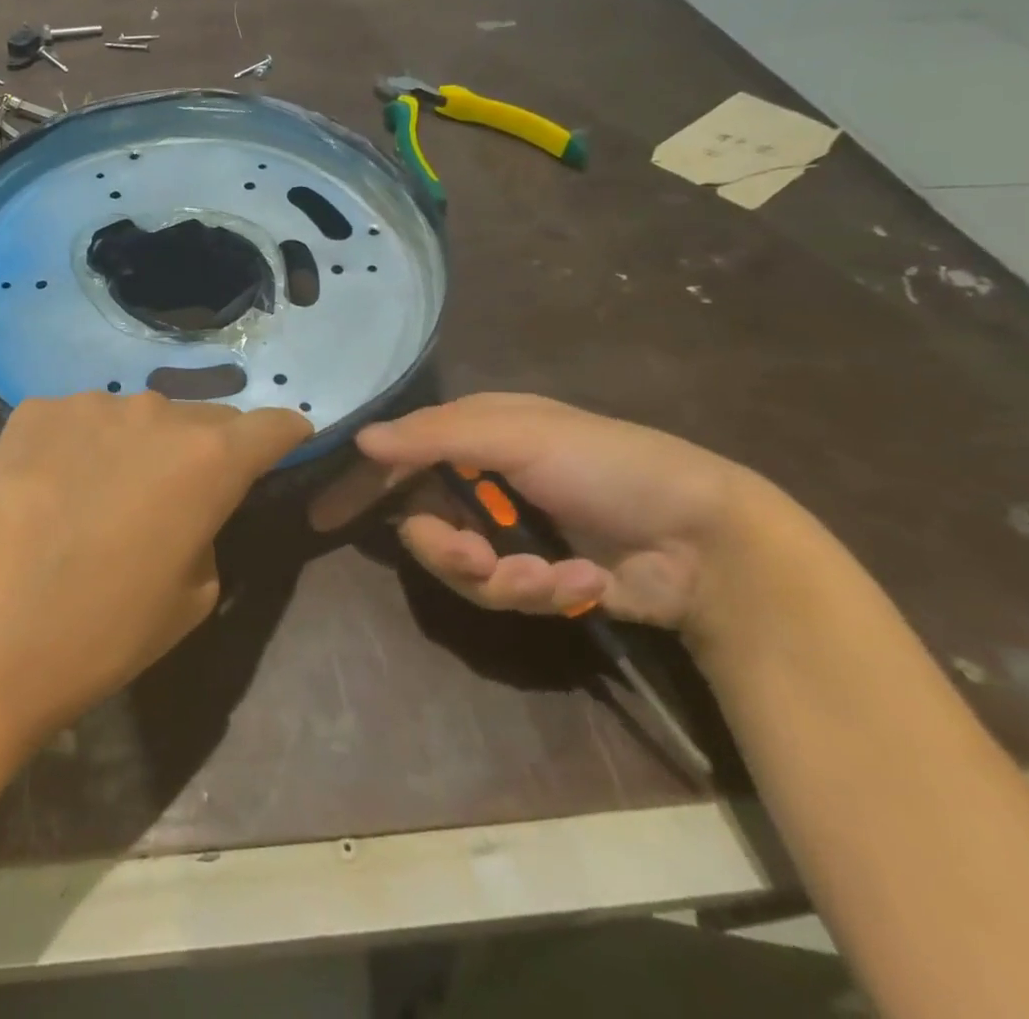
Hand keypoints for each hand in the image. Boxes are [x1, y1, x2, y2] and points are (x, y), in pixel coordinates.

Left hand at [0, 391, 311, 748]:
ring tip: (105, 496)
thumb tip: (189, 505)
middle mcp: (155, 412)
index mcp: (208, 459)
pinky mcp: (33, 409)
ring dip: (140, 446)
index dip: (285, 436)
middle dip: (207, 449)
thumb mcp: (192, 599)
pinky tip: (54, 489)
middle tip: (182, 494)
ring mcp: (88, 404)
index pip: (271, 425)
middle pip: (203, 418)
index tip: (285, 446)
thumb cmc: (99, 634)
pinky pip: (81, 420)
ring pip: (138, 417)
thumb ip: (208, 530)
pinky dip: (84, 445)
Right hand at [309, 393, 795, 638]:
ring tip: (548, 578)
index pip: (397, 456)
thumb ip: (435, 436)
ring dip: (501, 577)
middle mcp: (481, 481)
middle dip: (445, 548)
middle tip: (474, 557)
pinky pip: (505, 594)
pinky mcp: (538, 577)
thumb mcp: (521, 434)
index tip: (322, 518)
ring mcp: (509, 531)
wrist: (706, 540)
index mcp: (473, 435)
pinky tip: (583, 582)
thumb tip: (362, 439)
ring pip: (459, 567)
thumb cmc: (607, 465)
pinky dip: (542, 591)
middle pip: (422, 522)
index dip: (360, 484)